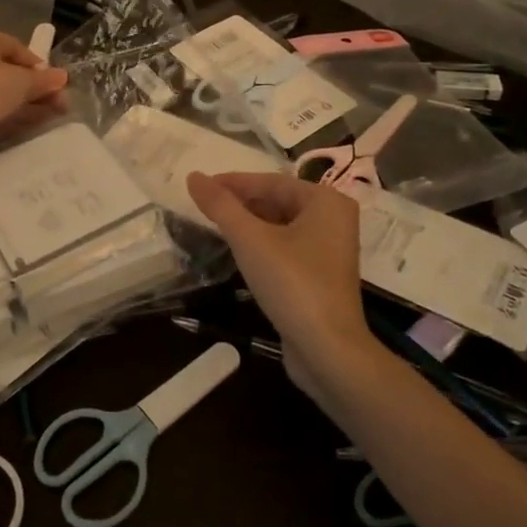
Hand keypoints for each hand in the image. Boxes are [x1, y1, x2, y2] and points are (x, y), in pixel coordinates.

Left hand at [0, 30, 68, 162]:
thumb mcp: (21, 81)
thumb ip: (43, 80)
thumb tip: (63, 76)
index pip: (18, 48)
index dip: (39, 65)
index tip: (56, 82)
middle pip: (14, 73)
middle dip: (39, 88)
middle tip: (63, 103)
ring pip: (8, 95)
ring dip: (32, 104)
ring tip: (58, 116)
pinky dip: (17, 118)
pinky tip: (36, 126)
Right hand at [186, 171, 372, 393]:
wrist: (328, 350)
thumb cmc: (292, 284)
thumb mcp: (250, 240)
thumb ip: (220, 206)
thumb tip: (193, 176)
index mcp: (325, 201)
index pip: (270, 181)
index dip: (232, 183)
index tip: (199, 187)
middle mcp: (334, 218)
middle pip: (277, 200)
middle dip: (241, 203)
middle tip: (204, 208)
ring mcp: (330, 248)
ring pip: (281, 224)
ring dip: (249, 224)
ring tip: (215, 226)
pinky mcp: (322, 274)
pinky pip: (288, 246)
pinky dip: (263, 244)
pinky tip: (239, 252)